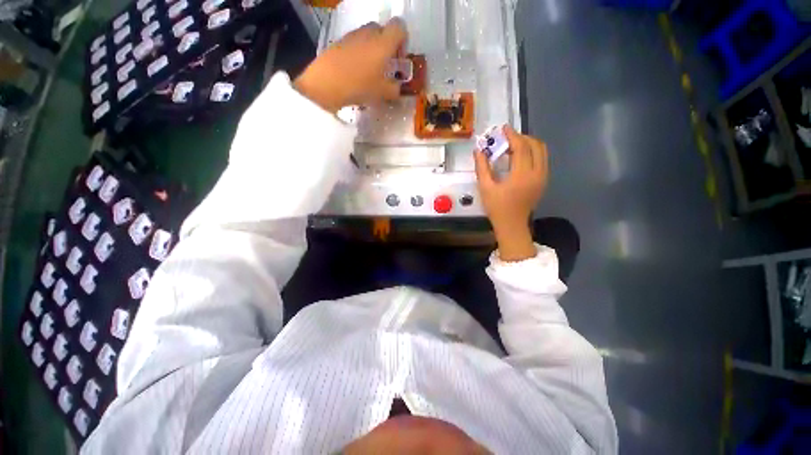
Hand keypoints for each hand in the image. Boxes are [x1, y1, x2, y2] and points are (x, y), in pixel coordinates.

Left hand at [293, 18, 407, 112]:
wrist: (326, 84)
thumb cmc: (360, 86)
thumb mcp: (383, 93)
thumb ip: (395, 89)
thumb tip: (397, 87)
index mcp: (383, 42)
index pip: (400, 27)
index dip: (403, 40)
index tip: (399, 58)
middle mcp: (369, 33)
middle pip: (382, 30)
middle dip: (387, 45)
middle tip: (385, 65)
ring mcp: (352, 35)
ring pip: (367, 36)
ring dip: (372, 49)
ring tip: (369, 71)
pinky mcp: (339, 42)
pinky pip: (354, 43)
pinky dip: (358, 53)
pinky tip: (355, 72)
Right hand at [474, 126, 548, 261]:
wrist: (512, 225)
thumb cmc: (497, 208)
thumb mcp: (485, 187)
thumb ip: (482, 167)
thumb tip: (478, 150)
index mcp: (522, 174)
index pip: (521, 147)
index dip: (512, 135)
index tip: (503, 128)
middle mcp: (538, 173)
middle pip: (536, 145)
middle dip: (522, 137)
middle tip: (507, 138)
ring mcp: (543, 177)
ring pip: (542, 151)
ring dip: (529, 144)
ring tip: (513, 146)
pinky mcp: (543, 181)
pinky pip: (542, 160)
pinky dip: (533, 153)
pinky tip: (519, 158)